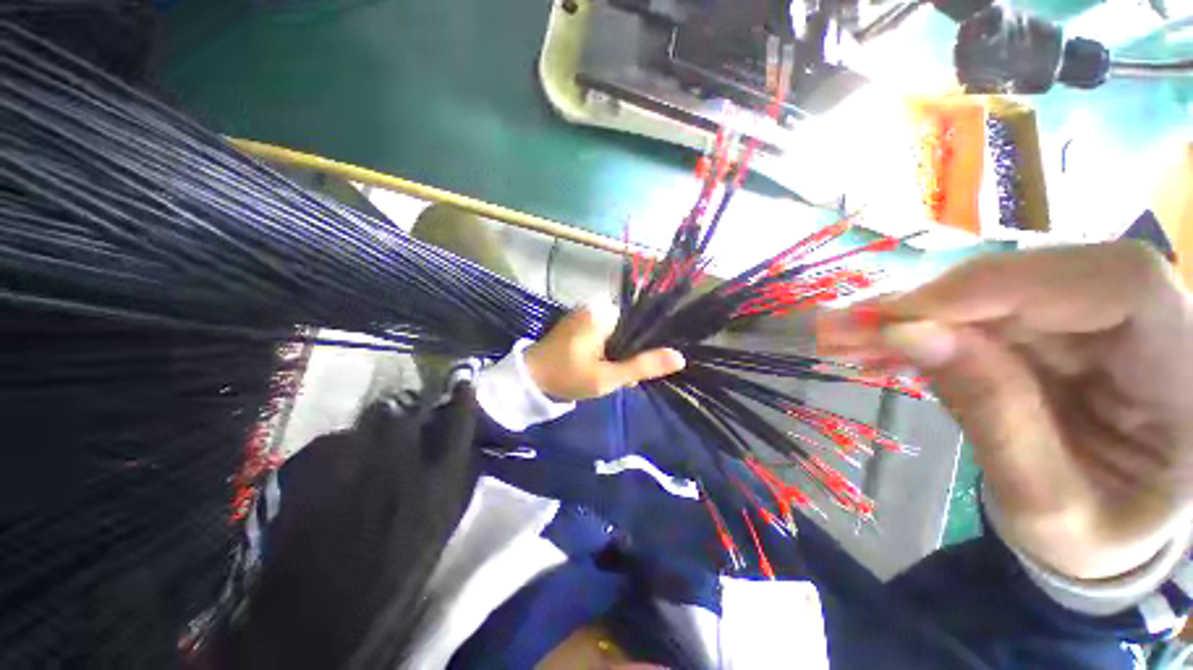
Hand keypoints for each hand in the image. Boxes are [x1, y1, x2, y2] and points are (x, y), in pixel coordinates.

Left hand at [525, 304, 685, 401]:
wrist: (529, 380)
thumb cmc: (567, 376)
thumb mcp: (608, 377)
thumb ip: (642, 366)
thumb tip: (679, 357)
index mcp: (603, 313)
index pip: (641, 323)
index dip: (645, 348)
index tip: (639, 369)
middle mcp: (595, 307)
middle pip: (629, 330)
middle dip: (629, 355)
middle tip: (619, 378)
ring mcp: (584, 315)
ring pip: (617, 334)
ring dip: (618, 355)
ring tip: (608, 376)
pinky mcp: (578, 324)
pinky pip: (603, 335)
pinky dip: (606, 351)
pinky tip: (600, 368)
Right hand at [819, 241, 1192, 579]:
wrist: (1105, 538)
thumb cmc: (1094, 541)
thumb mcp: (1047, 504)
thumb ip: (991, 413)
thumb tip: (906, 333)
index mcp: (1190, 374)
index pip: (1115, 284)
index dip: (1007, 286)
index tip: (905, 317)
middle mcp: (1157, 325)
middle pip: (1043, 278)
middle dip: (938, 303)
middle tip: (846, 327)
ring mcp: (1104, 321)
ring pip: (1000, 291)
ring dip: (916, 316)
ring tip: (844, 338)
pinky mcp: (1059, 328)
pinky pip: (984, 312)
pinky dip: (925, 328)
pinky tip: (879, 346)